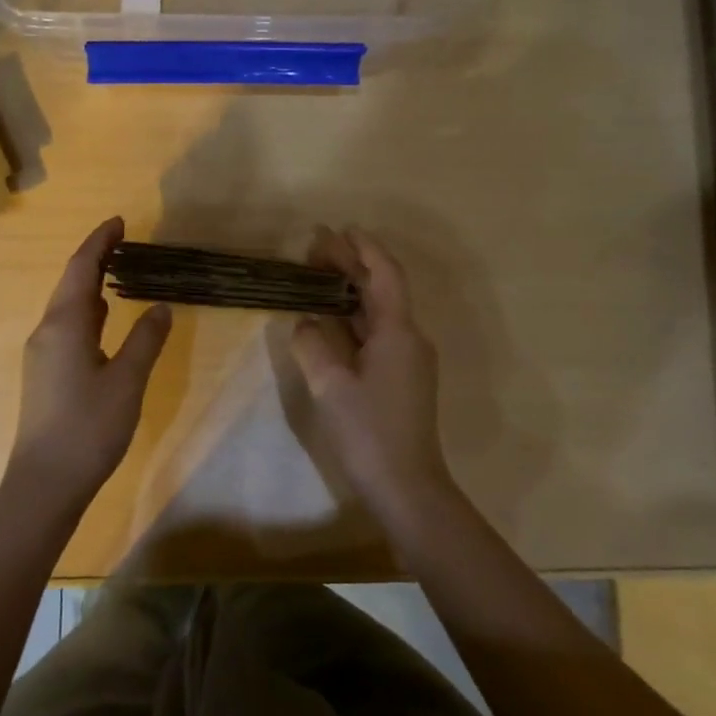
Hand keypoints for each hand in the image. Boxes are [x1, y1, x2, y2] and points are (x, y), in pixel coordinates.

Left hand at [5, 217, 172, 514]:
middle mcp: (47, 332)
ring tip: (119, 273)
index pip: (81, 269)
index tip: (119, 221)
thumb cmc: (89, 427)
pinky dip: (87, 311)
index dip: (100, 242)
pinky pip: (67, 327)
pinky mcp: (44, 374)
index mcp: (65, 325)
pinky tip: (104, 319)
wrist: (45, 481)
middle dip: (95, 259)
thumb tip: (160, 306)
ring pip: (67, 307)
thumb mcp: (127, 381)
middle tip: (125, 242)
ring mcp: (42, 354)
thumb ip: (145, 340)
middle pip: (70, 283)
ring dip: (90, 285)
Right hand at [290, 227, 456, 523]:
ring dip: (352, 290)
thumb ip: (313, 344)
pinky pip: (378, 333)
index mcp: (398, 332)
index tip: (340, 230)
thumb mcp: (331, 386)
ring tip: (318, 274)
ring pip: (379, 312)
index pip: (384, 274)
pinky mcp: (402, 377)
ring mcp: (409, 359)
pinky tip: (331, 318)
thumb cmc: (369, 432)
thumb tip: (305, 320)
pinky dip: (354, 317)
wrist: (407, 486)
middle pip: (381, 289)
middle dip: (352, 266)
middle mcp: (410, 338)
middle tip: (317, 247)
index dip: (364, 248)